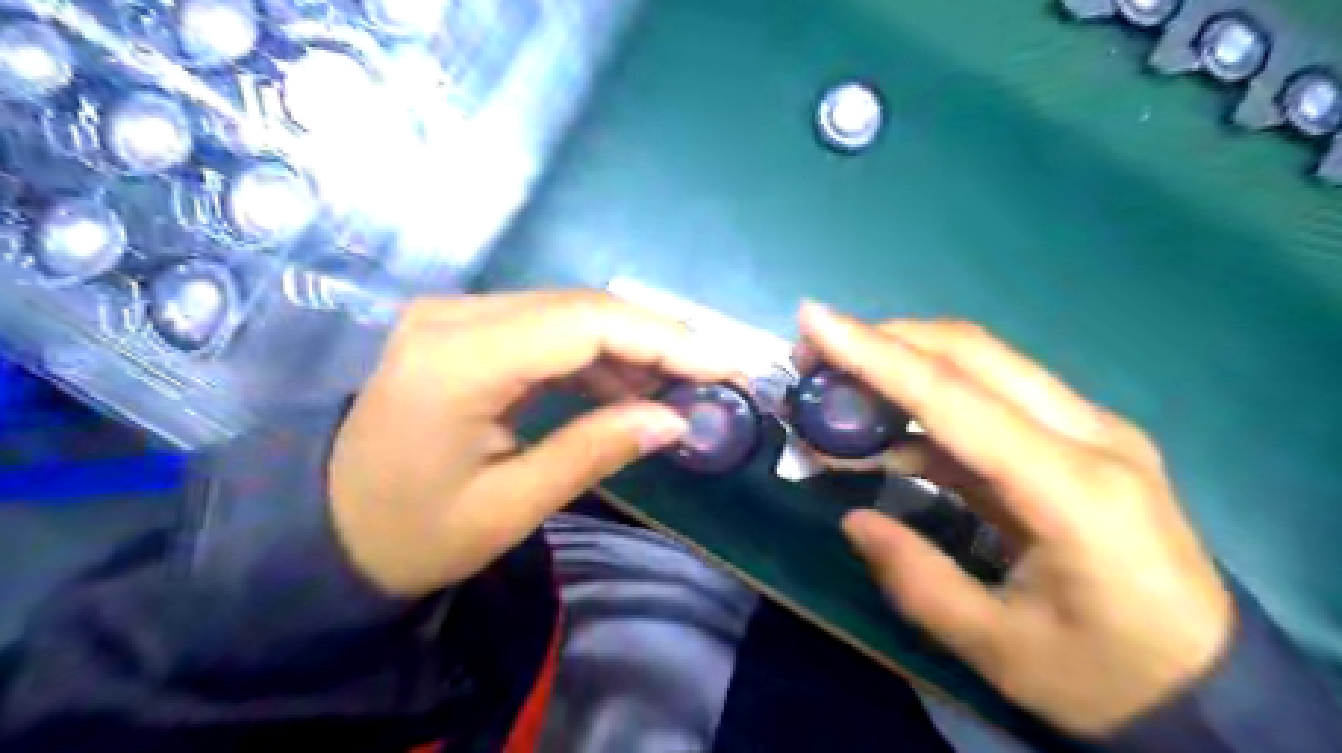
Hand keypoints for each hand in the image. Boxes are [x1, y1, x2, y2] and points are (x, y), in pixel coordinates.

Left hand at [327, 293, 732, 596]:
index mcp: (458, 360)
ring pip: (571, 312)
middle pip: (583, 307)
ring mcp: (456, 316)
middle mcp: (455, 316)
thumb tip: (677, 420)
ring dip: (630, 347)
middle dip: (658, 340)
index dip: (665, 340)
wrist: (330, 529)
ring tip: (676, 391)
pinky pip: (548, 328)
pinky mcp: (464, 329)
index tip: (724, 367)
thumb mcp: (511, 506)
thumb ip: (596, 451)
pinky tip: (625, 389)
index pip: (585, 323)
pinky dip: (595, 355)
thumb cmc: (413, 533)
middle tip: (713, 378)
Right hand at [794, 304, 1234, 737]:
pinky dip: (930, 401)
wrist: (1211, 687)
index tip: (813, 320)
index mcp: (1074, 490)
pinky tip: (888, 430)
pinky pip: (994, 397)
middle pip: (973, 354)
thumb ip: (916, 579)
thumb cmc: (1107, 676)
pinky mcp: (1082, 437)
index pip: (956, 398)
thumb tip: (853, 519)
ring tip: (840, 389)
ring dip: (905, 362)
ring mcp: (1092, 429)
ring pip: (983, 363)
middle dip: (885, 340)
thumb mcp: (998, 648)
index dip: (876, 355)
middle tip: (815, 352)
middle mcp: (1090, 435)